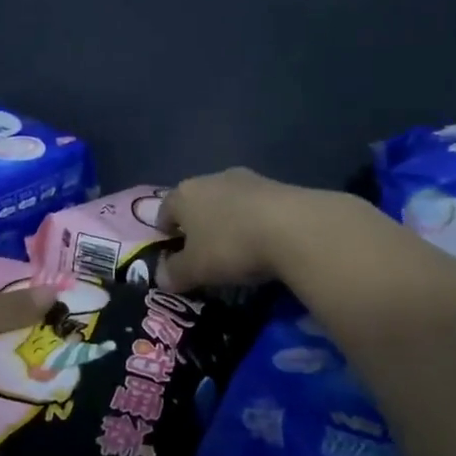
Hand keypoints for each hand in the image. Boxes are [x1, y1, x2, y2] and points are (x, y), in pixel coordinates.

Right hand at [157, 168, 327, 292]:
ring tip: (237, 250)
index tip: (172, 254)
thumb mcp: (195, 270)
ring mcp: (245, 179)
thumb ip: (174, 273)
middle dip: (197, 226)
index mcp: (184, 194)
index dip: (164, 233)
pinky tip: (263, 242)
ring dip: (227, 221)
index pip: (164, 211)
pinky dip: (253, 222)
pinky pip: (255, 206)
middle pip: (196, 203)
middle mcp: (210, 178)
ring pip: (226, 202)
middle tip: (204, 254)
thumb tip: (161, 277)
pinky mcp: (276, 185)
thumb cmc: (231, 246)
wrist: (294, 227)